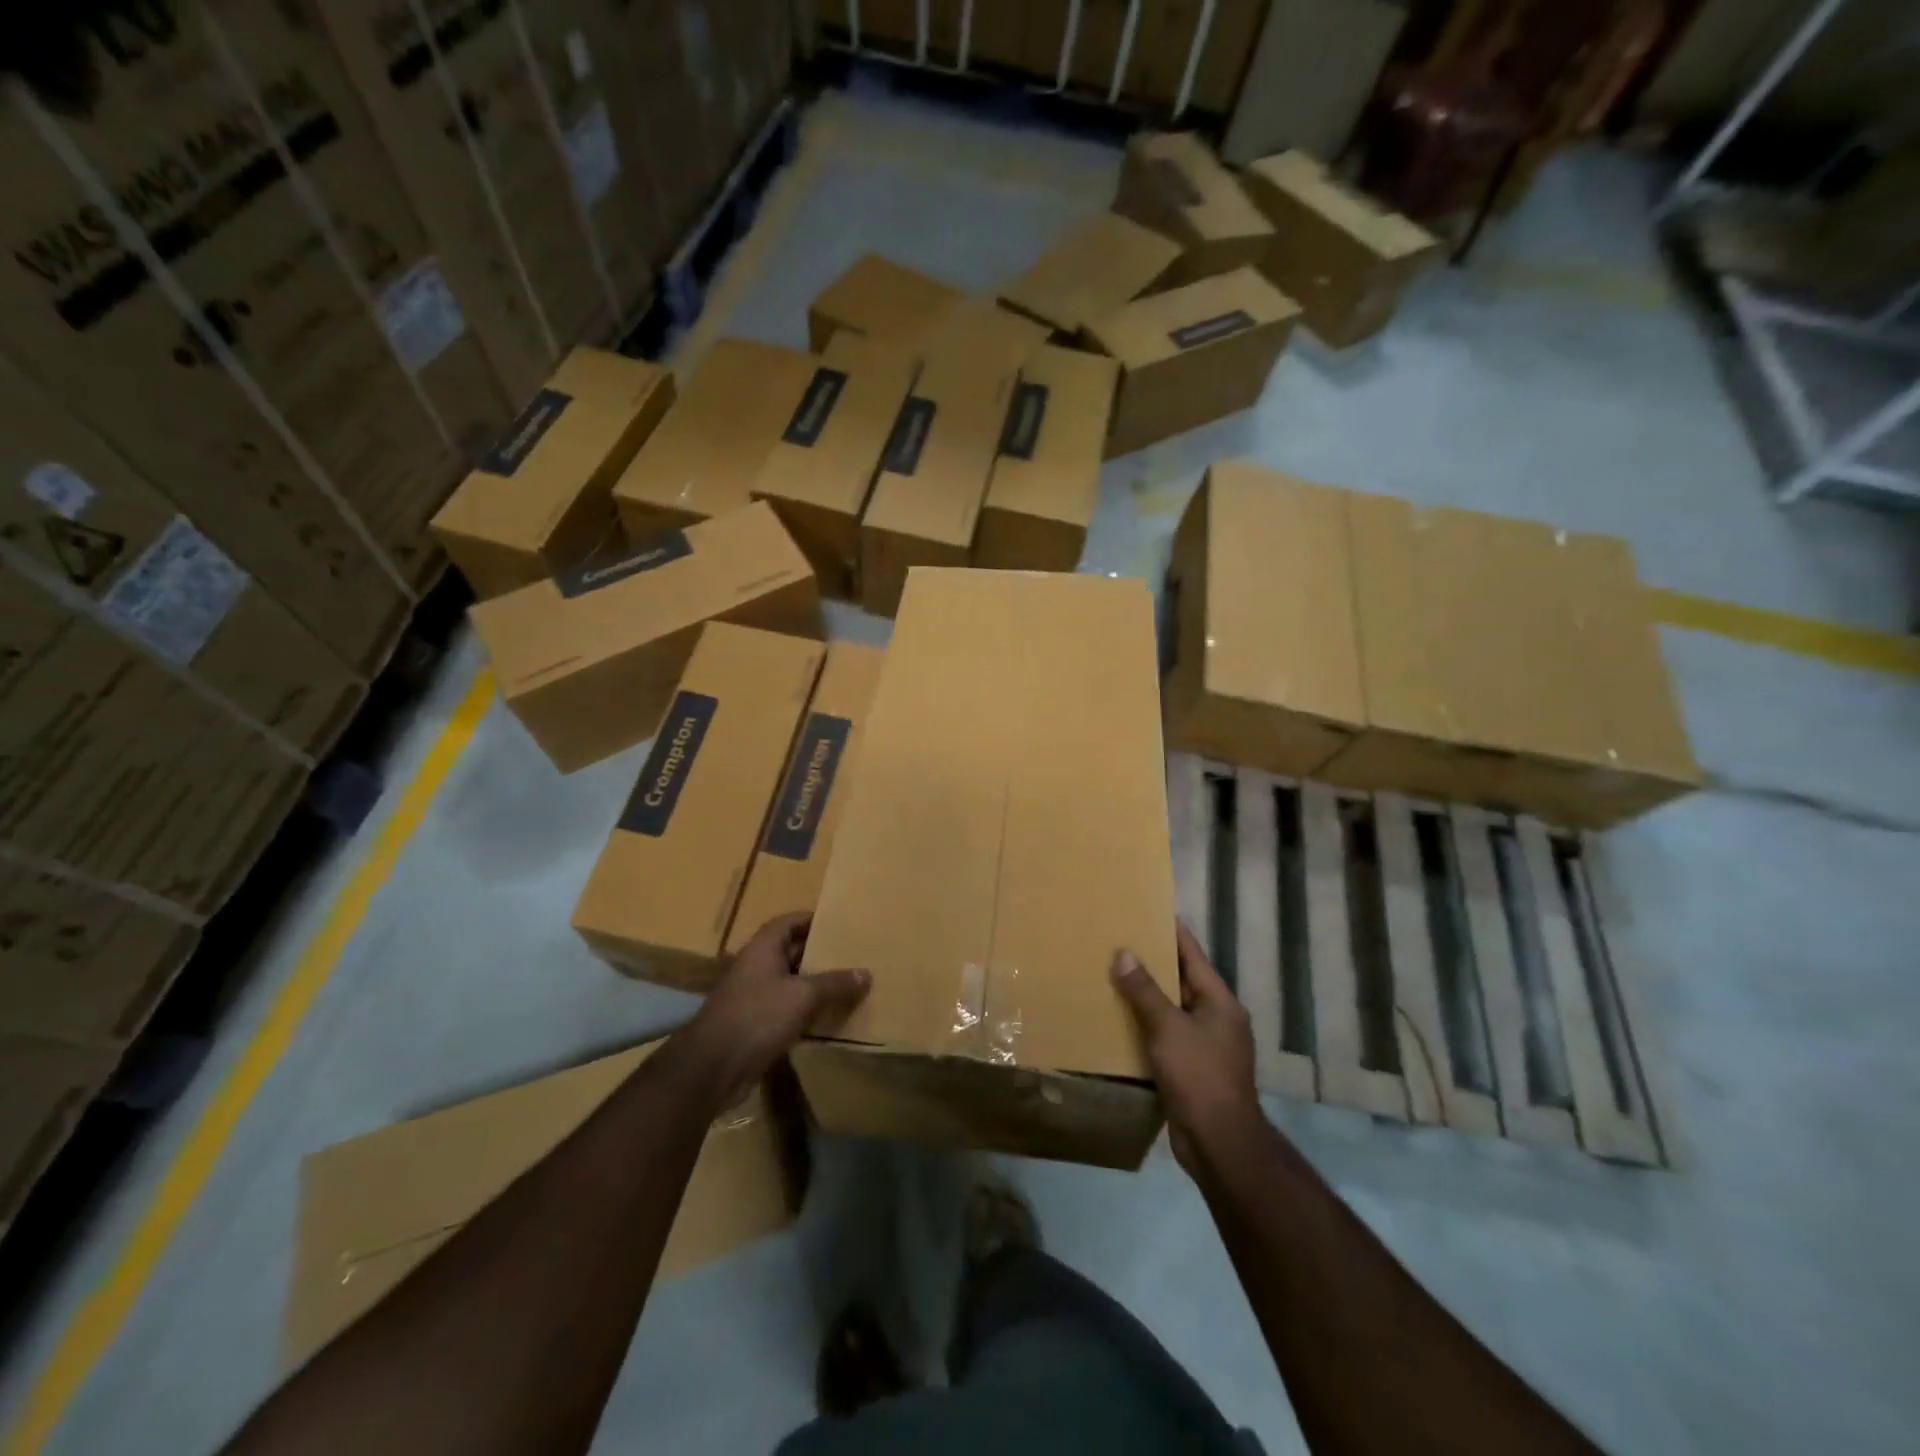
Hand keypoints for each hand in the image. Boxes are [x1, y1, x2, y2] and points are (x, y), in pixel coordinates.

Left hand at [678, 913, 869, 1109]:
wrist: (712, 1067)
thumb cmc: (757, 1016)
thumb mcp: (802, 996)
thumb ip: (834, 983)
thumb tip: (866, 973)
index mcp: (762, 949)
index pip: (788, 922)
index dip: (811, 920)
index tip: (838, 923)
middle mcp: (755, 968)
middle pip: (790, 952)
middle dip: (818, 953)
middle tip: (851, 954)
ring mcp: (752, 998)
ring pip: (789, 984)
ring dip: (813, 985)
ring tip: (847, 984)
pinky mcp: (754, 1026)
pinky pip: (785, 1011)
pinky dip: (805, 1012)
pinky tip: (828, 1017)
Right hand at [1112, 922, 1262, 1173]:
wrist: (1219, 1144)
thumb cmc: (1199, 1076)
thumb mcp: (1168, 1028)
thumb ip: (1145, 991)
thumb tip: (1124, 954)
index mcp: (1219, 1001)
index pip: (1192, 953)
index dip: (1170, 931)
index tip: (1144, 910)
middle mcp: (1215, 1018)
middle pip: (1181, 980)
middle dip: (1151, 963)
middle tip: (1116, 941)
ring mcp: (1205, 1045)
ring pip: (1170, 1009)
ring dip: (1145, 996)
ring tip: (1110, 975)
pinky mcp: (1191, 1069)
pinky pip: (1165, 1035)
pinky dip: (1144, 1025)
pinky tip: (1117, 1019)